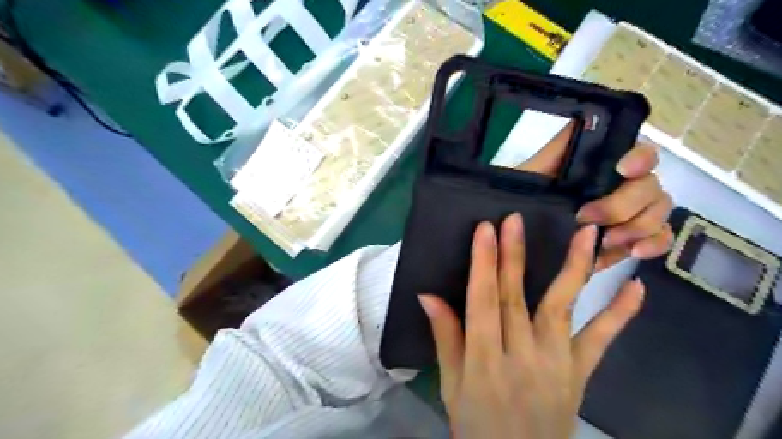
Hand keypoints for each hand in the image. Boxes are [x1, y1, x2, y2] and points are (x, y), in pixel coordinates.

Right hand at [418, 214, 644, 437]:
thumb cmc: (476, 422)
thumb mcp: (451, 384)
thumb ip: (445, 337)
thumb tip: (427, 295)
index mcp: (484, 361)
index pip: (482, 302)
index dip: (483, 264)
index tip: (485, 230)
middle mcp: (522, 357)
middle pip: (516, 298)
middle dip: (514, 256)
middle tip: (515, 220)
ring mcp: (557, 364)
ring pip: (563, 308)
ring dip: (575, 269)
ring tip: (587, 234)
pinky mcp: (580, 374)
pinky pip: (600, 341)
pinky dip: (619, 315)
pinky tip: (636, 288)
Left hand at [518, 123, 671, 270]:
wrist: (522, 234)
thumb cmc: (527, 198)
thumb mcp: (533, 173)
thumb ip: (556, 150)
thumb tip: (581, 119)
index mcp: (604, 166)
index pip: (640, 152)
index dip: (639, 158)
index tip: (623, 168)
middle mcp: (623, 185)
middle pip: (650, 186)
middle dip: (623, 204)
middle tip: (587, 217)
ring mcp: (632, 212)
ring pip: (659, 211)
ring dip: (638, 226)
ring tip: (608, 240)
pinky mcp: (632, 238)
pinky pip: (660, 238)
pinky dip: (654, 244)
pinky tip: (633, 251)